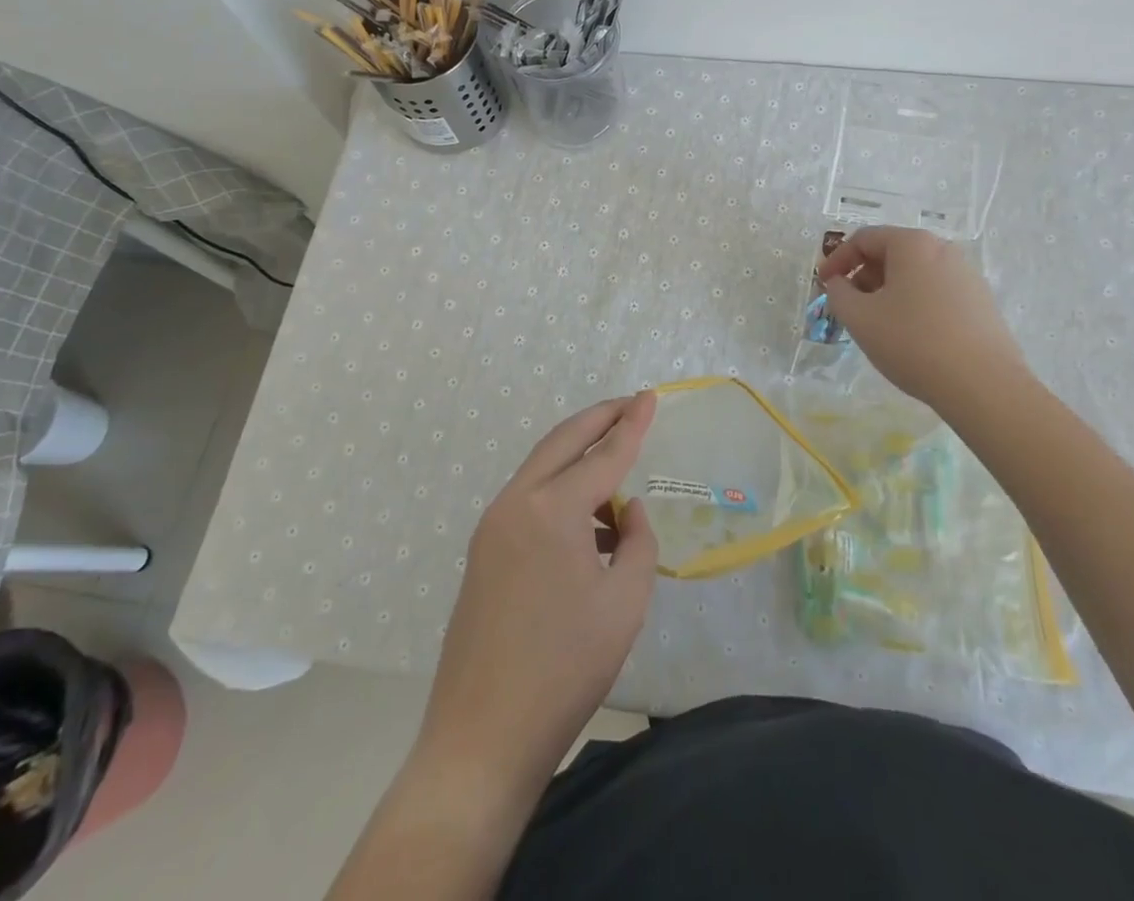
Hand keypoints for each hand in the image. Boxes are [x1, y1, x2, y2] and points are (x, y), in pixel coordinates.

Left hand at [415, 392, 658, 798]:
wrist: (483, 737)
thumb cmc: (565, 669)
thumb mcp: (624, 603)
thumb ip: (637, 542)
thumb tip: (626, 510)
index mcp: (553, 509)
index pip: (604, 454)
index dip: (632, 424)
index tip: (650, 396)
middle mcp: (516, 502)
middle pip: (563, 442)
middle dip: (599, 418)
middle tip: (630, 405)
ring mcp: (492, 526)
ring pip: (542, 469)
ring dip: (578, 458)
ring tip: (617, 470)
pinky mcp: (483, 551)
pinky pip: (528, 501)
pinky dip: (560, 493)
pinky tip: (589, 525)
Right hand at [817, 226, 1029, 410]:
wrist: (984, 385)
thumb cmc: (912, 342)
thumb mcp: (859, 317)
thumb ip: (838, 293)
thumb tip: (839, 283)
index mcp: (912, 244)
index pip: (863, 239)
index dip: (837, 260)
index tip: (824, 285)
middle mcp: (943, 249)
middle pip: (891, 253)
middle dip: (863, 276)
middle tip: (850, 307)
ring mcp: (967, 275)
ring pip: (914, 274)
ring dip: (888, 292)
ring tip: (878, 325)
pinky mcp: (981, 302)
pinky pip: (936, 293)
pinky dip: (914, 304)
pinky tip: (911, 337)